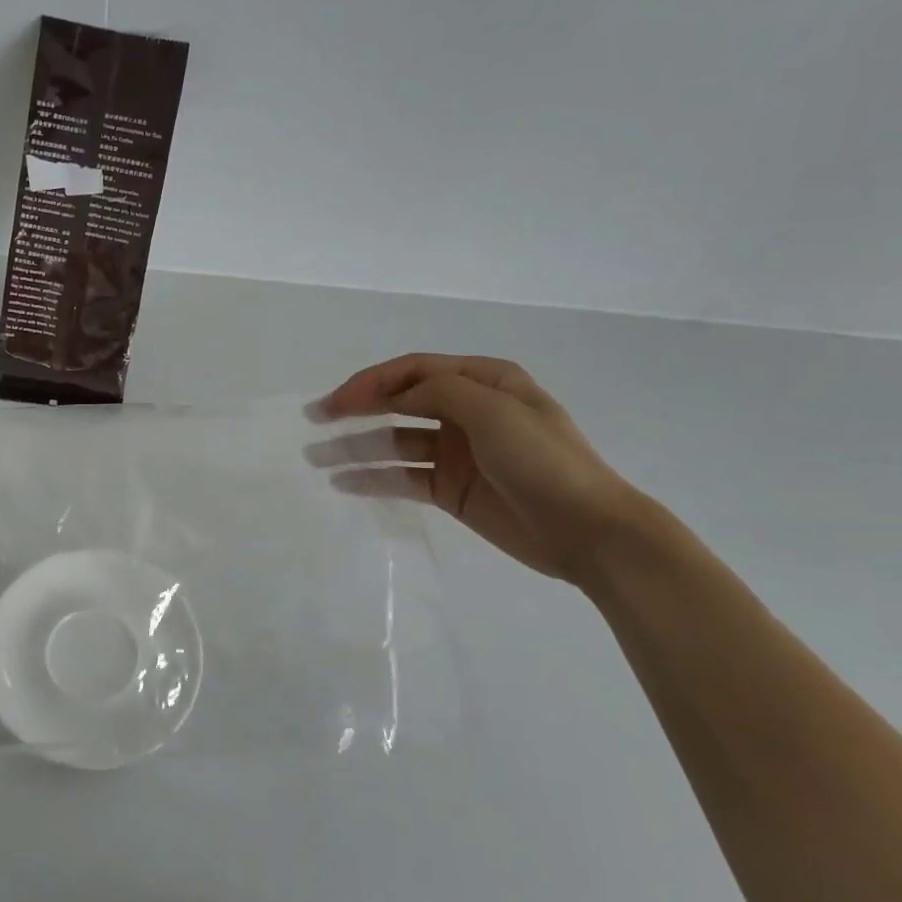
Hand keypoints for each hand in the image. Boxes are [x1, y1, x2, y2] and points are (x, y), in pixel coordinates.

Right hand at [308, 355, 648, 584]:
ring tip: (317, 457)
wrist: (587, 531)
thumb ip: (441, 392)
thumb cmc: (543, 461)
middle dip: (356, 408)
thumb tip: (397, 396)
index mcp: (483, 382)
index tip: (336, 401)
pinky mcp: (451, 489)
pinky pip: (403, 477)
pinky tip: (344, 483)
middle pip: (399, 402)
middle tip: (315, 420)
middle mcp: (466, 411)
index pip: (414, 370)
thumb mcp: (494, 411)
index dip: (372, 381)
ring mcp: (456, 453)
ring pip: (395, 442)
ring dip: (358, 446)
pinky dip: (375, 478)